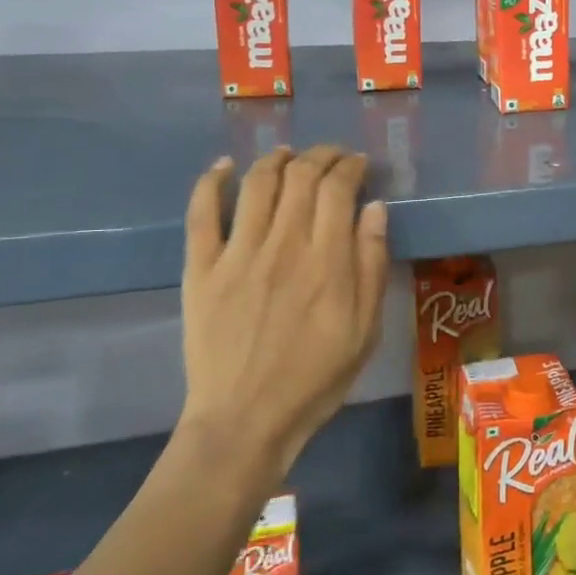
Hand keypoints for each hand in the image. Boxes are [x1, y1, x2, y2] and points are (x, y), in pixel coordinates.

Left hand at [179, 146, 389, 475]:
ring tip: (288, 154)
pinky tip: (224, 166)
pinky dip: (211, 182)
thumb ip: (371, 264)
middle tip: (331, 156)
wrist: (245, 420)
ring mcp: (236, 254)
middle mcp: (282, 245)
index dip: (350, 166)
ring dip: (275, 159)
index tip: (358, 163)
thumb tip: (374, 207)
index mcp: (326, 260)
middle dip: (320, 155)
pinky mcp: (201, 269)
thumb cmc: (315, 378)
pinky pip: (201, 214)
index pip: (338, 188)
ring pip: (256, 184)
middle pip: (300, 177)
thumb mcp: (365, 329)